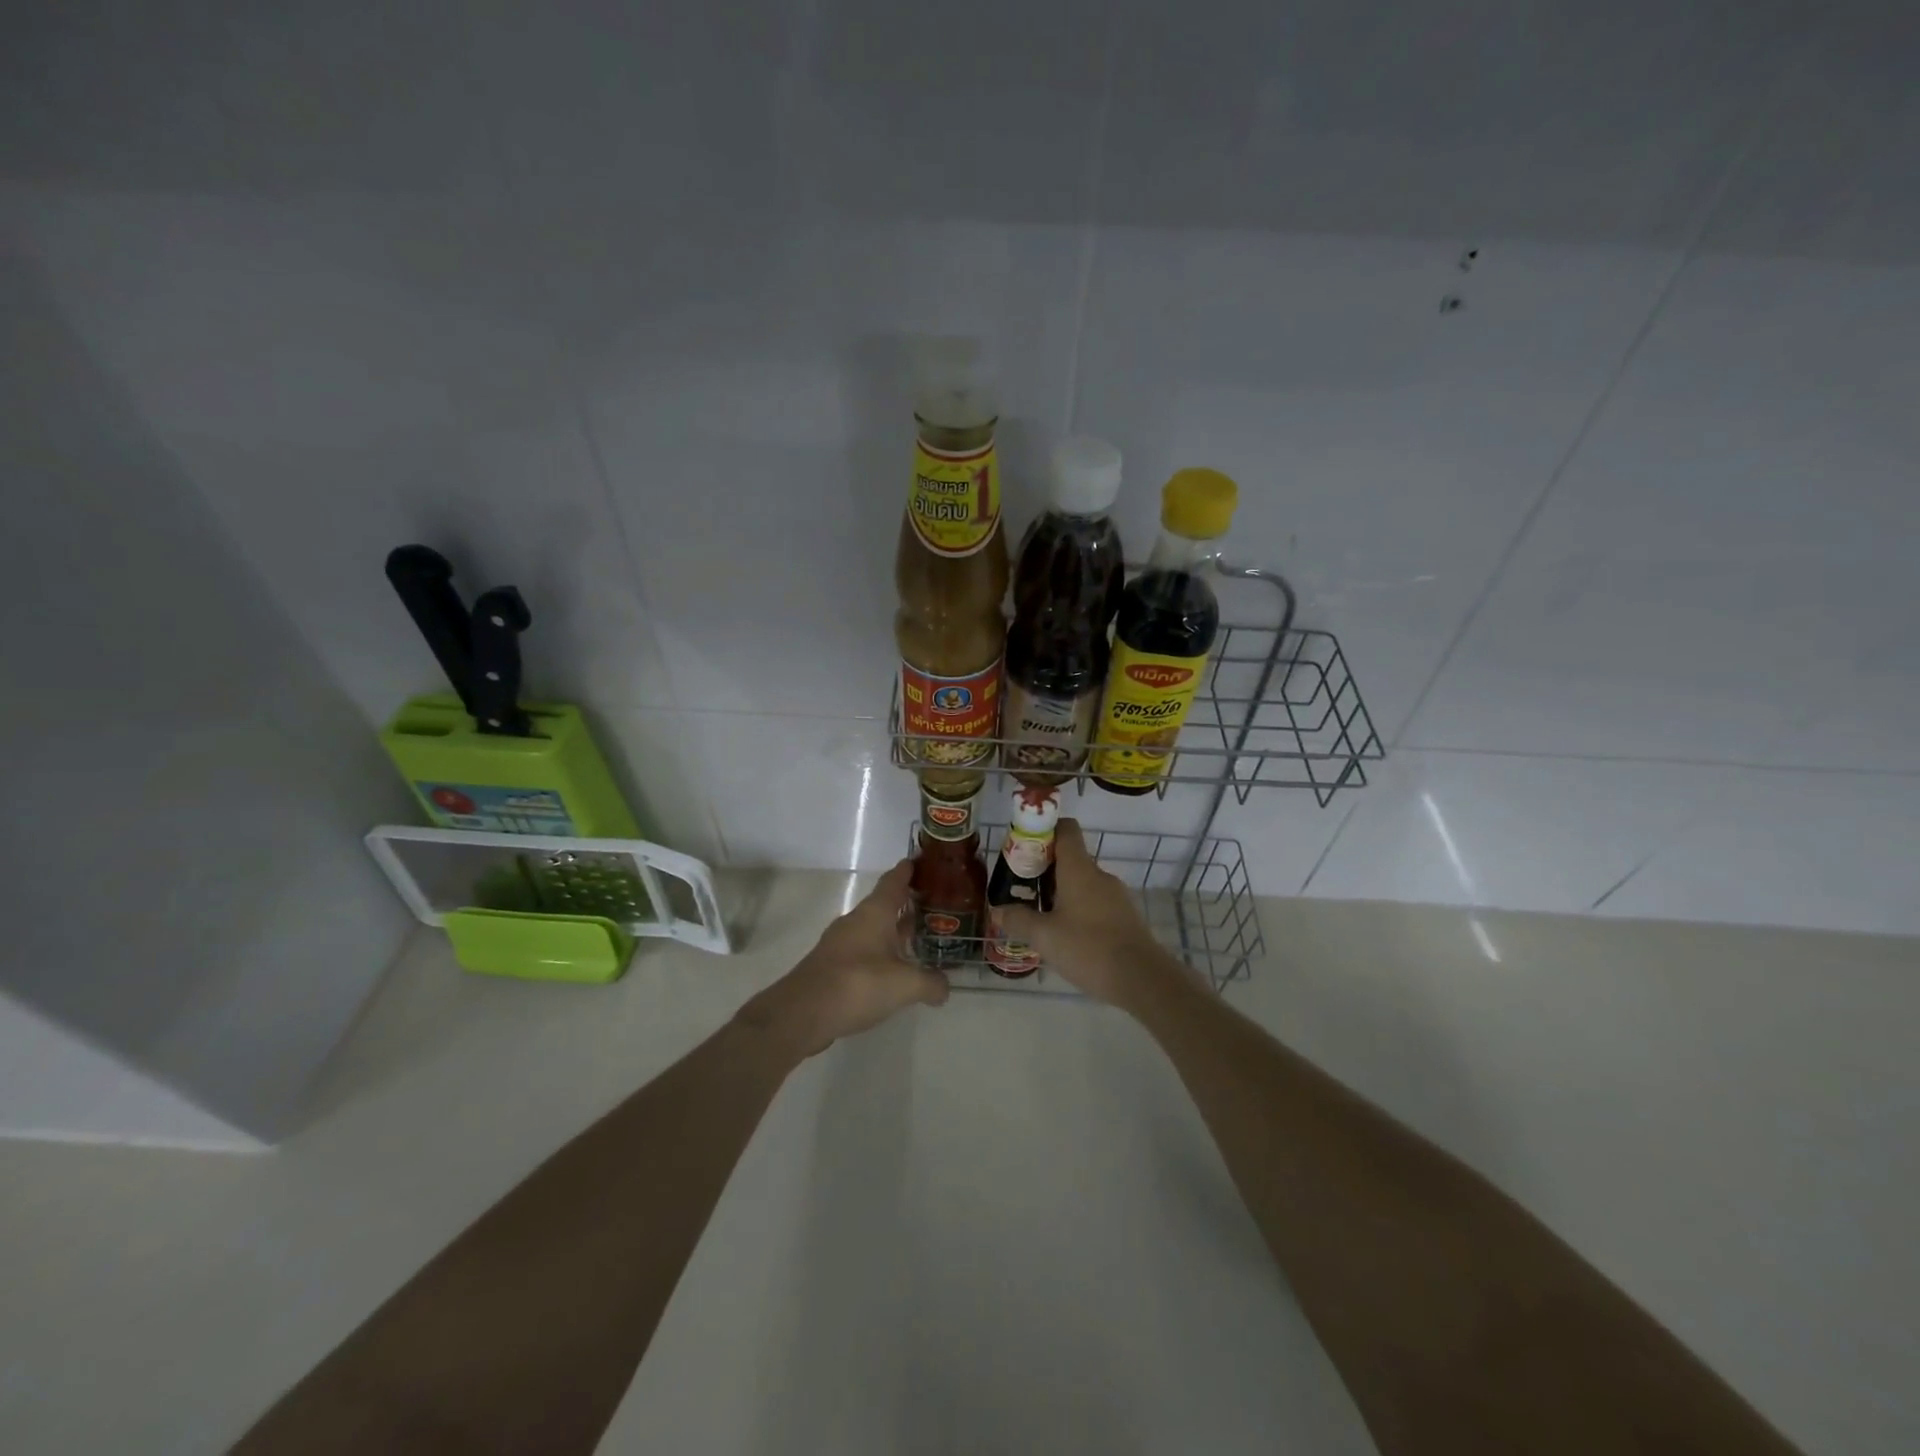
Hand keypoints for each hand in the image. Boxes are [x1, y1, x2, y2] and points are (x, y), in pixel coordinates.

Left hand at [736, 860, 948, 1058]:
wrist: (802, 1013)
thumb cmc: (857, 984)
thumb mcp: (905, 985)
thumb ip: (930, 983)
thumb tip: (945, 988)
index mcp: (875, 912)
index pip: (894, 880)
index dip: (908, 870)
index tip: (921, 860)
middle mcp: (857, 920)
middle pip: (885, 904)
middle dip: (907, 902)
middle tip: (933, 903)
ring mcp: (841, 943)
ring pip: (874, 928)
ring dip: (893, 930)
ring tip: (918, 937)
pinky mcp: (832, 966)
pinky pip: (864, 950)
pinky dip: (881, 953)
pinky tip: (893, 970)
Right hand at [993, 820, 1185, 1010]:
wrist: (1142, 979)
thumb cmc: (1088, 948)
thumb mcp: (1044, 936)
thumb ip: (1018, 920)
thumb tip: (998, 910)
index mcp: (1079, 869)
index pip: (1066, 829)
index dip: (1045, 830)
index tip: (1024, 847)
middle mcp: (1099, 875)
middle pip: (1070, 858)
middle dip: (1045, 869)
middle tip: (1022, 890)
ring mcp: (1116, 896)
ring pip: (1083, 883)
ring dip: (1061, 893)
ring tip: (1040, 917)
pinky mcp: (1125, 916)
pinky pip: (1096, 903)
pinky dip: (1079, 910)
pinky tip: (1067, 936)